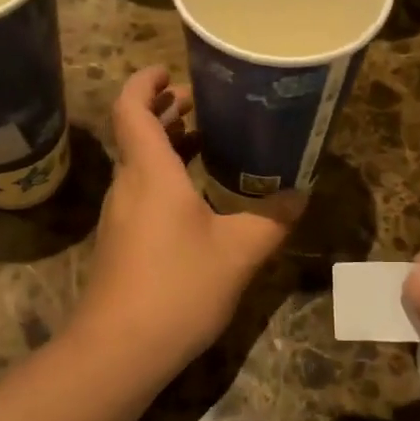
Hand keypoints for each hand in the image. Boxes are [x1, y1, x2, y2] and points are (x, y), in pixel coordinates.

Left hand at [73, 67, 295, 375]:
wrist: (119, 350)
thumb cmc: (177, 288)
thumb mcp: (238, 252)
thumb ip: (272, 219)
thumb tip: (300, 194)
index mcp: (150, 172)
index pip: (130, 108)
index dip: (144, 82)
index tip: (169, 70)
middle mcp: (128, 186)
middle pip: (136, 133)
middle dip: (164, 111)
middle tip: (201, 104)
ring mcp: (119, 217)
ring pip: (138, 165)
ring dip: (166, 145)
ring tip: (205, 140)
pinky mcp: (119, 243)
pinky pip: (141, 193)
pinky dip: (164, 178)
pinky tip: (196, 198)